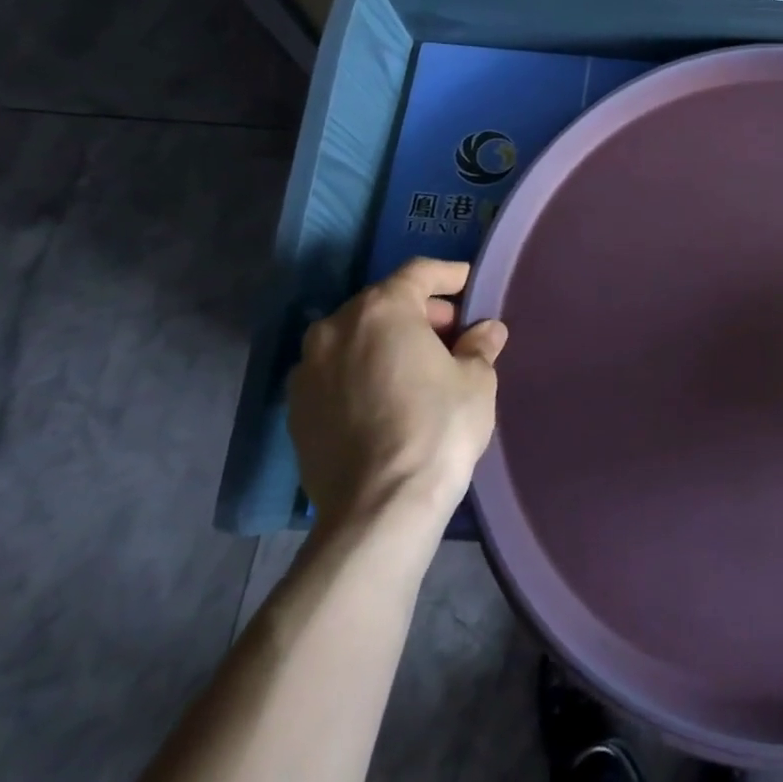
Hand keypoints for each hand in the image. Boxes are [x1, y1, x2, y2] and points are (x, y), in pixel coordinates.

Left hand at [287, 258, 507, 528]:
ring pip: (355, 338)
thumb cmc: (437, 428)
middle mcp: (336, 328)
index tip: (470, 285)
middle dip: (419, 312)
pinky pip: (336, 373)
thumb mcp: (477, 380)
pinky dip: (362, 372)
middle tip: (452, 335)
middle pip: (383, 303)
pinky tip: (387, 398)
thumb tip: (486, 331)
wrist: (378, 509)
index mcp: (381, 309)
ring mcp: (308, 370)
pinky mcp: (296, 411)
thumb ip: (480, 346)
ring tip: (419, 368)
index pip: (418, 272)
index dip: (449, 275)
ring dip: (387, 342)